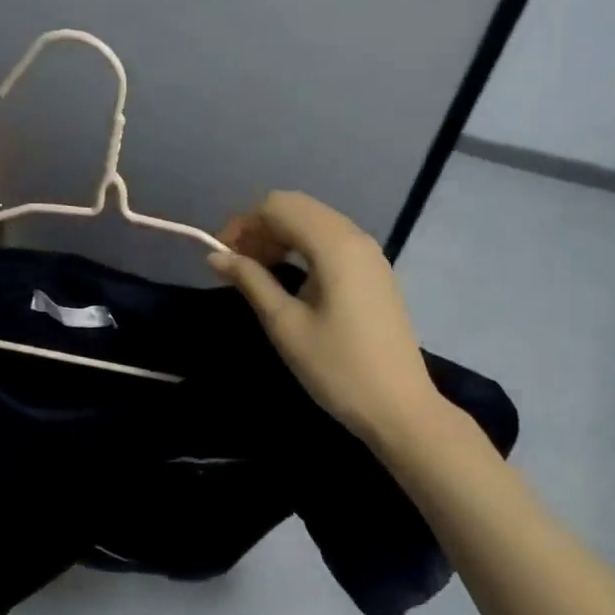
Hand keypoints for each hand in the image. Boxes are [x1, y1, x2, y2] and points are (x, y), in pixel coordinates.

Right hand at [209, 191, 442, 446]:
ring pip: (315, 221)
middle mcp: (355, 237)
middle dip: (260, 227)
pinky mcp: (374, 271)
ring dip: (280, 235)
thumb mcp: (285, 325)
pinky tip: (288, 276)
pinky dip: (302, 247)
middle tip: (236, 264)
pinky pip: (331, 240)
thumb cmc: (337, 368)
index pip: (278, 207)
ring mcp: (370, 253)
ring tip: (256, 271)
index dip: (243, 224)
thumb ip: (251, 281)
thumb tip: (216, 256)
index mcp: (335, 245)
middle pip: (297, 207)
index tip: (220, 256)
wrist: (399, 407)